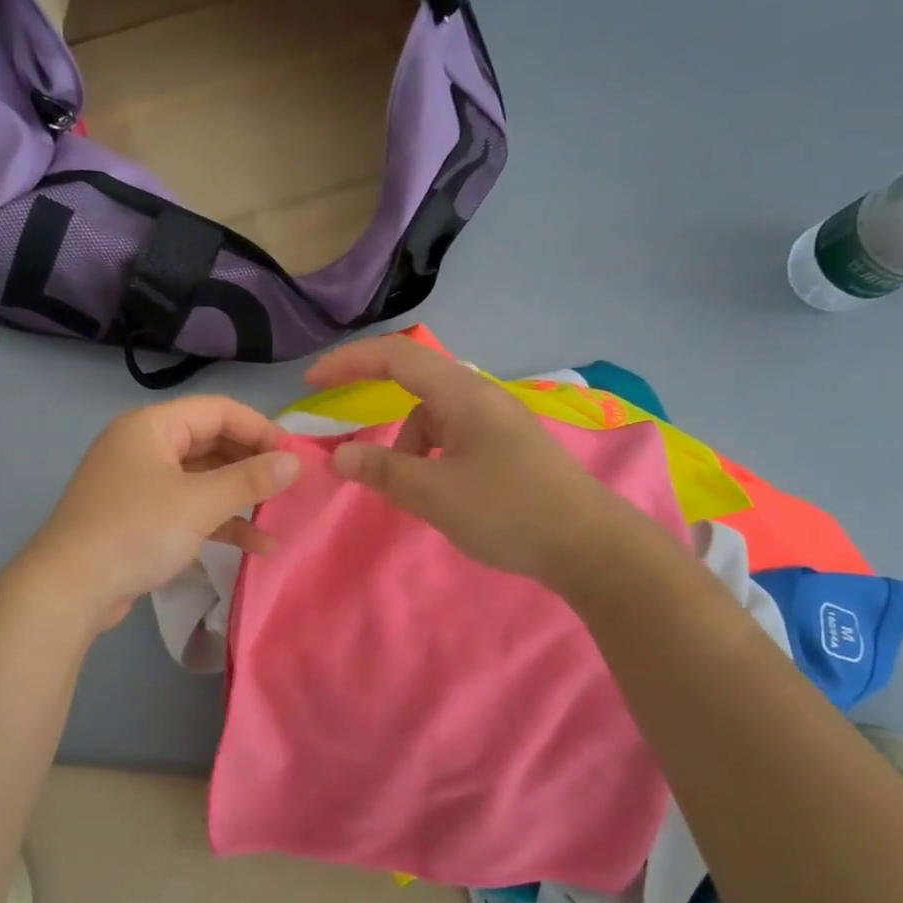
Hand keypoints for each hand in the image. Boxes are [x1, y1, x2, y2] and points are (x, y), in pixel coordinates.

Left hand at [27, 396, 300, 631]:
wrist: (69, 590)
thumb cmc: (136, 531)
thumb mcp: (199, 504)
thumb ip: (250, 480)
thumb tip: (295, 462)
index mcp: (152, 426)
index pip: (218, 410)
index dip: (260, 429)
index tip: (295, 456)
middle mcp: (145, 446)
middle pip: (211, 443)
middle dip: (252, 465)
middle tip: (291, 486)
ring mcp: (140, 483)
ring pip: (203, 479)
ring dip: (240, 498)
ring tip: (280, 516)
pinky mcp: (140, 518)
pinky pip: (188, 508)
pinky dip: (219, 522)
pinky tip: (255, 545)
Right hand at [304, 335, 634, 587]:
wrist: (589, 546)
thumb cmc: (509, 511)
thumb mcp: (435, 493)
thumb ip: (383, 470)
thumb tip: (339, 455)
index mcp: (463, 394)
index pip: (396, 356)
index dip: (349, 361)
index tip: (312, 382)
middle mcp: (481, 397)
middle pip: (415, 388)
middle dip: (379, 417)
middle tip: (353, 452)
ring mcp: (498, 423)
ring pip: (434, 421)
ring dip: (410, 449)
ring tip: (413, 495)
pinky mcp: (508, 449)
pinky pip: (454, 441)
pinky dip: (433, 461)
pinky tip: (441, 496)